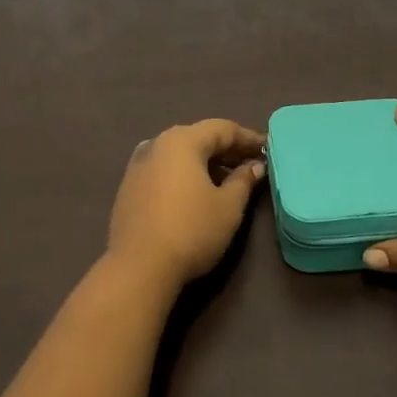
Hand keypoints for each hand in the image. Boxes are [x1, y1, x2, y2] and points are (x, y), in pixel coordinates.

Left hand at [105, 119, 266, 289]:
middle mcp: (156, 144)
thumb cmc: (191, 231)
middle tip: (251, 164)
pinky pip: (164, 169)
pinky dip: (184, 174)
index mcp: (182, 141)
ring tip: (227, 180)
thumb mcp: (228, 207)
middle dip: (226, 149)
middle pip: (198, 138)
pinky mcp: (129, 187)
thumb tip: (254, 166)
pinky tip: (196, 193)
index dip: (248, 138)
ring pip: (179, 154)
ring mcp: (138, 165)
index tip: (268, 149)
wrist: (138, 268)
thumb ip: (243, 181)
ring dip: (204, 162)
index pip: (222, 129)